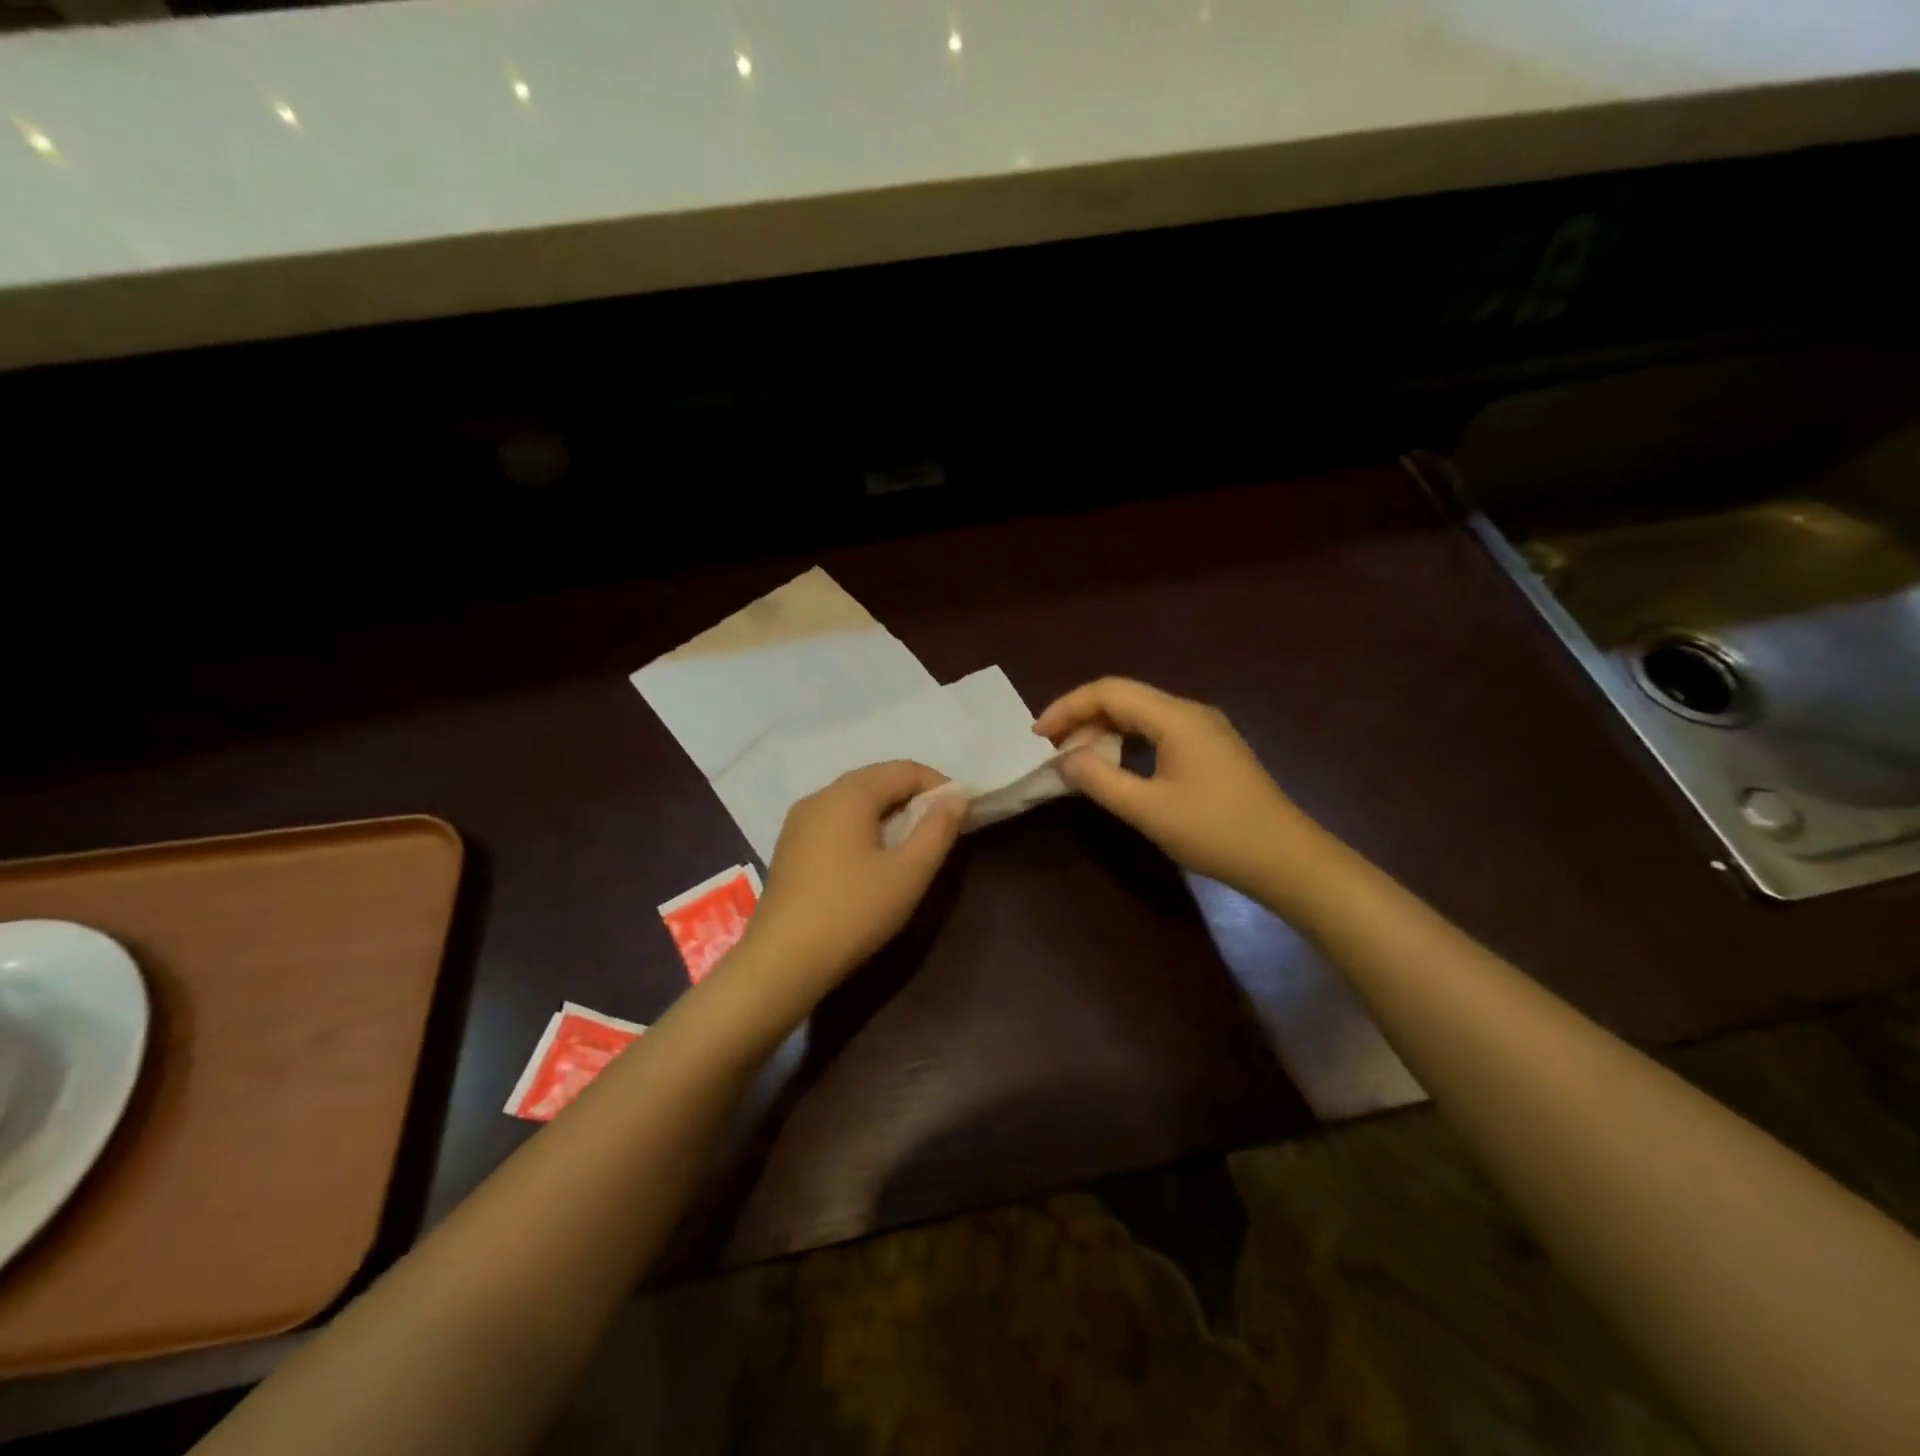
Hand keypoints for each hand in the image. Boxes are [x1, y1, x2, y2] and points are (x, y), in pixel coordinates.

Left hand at [738, 760, 966, 996]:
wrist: (782, 961)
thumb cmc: (853, 911)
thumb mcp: (909, 872)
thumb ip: (937, 829)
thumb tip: (956, 796)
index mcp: (850, 794)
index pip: (904, 769)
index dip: (939, 785)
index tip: (961, 813)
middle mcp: (821, 796)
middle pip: (877, 779)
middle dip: (914, 796)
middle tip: (940, 828)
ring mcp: (800, 820)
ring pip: (855, 800)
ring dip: (889, 811)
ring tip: (911, 843)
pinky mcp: (791, 845)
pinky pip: (836, 819)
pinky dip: (863, 826)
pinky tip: (873, 858)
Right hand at [1033, 677, 1328, 895]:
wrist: (1286, 858)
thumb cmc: (1215, 832)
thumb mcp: (1148, 810)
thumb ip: (1100, 780)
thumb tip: (1066, 759)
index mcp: (1175, 717)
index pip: (1109, 691)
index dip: (1068, 707)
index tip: (1038, 735)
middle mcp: (1190, 712)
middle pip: (1125, 698)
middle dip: (1082, 717)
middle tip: (1051, 747)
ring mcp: (1204, 730)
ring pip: (1141, 715)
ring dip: (1104, 730)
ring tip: (1075, 756)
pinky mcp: (1211, 750)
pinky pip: (1158, 732)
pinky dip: (1127, 743)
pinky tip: (1116, 766)